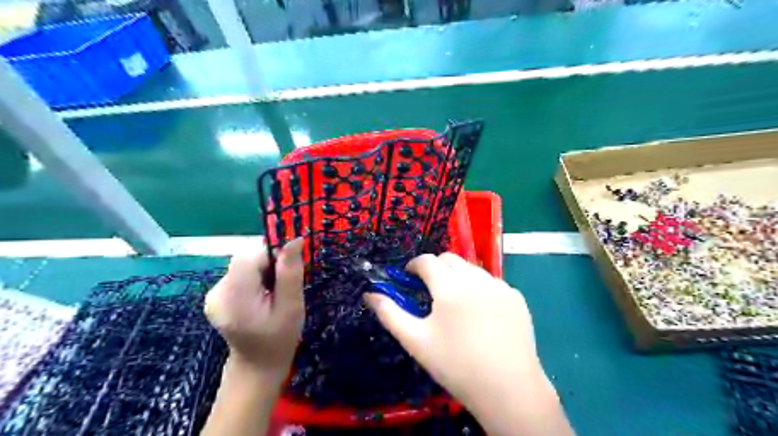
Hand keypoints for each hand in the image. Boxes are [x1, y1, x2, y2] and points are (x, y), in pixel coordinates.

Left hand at [203, 238, 303, 384]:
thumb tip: (295, 239)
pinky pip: (240, 273)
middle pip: (245, 259)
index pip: (249, 257)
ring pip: (244, 264)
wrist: (257, 365)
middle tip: (283, 285)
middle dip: (269, 264)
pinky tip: (262, 295)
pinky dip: (255, 277)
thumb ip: (290, 273)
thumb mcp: (292, 306)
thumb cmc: (280, 338)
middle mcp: (217, 292)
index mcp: (234, 297)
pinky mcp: (216, 295)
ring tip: (273, 293)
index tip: (289, 270)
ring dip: (263, 270)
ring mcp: (213, 294)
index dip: (272, 255)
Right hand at [366, 252, 569, 435]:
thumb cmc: (456, 366)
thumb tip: (369, 294)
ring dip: (458, 276)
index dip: (413, 266)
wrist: (508, 390)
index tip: (409, 278)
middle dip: (435, 268)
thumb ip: (389, 313)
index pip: (426, 260)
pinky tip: (481, 314)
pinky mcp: (516, 297)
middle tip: (430, 291)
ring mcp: (500, 286)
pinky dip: (480, 288)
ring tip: (456, 303)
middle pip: (449, 258)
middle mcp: (477, 278)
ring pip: (471, 268)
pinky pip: (491, 282)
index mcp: (450, 287)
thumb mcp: (416, 341)